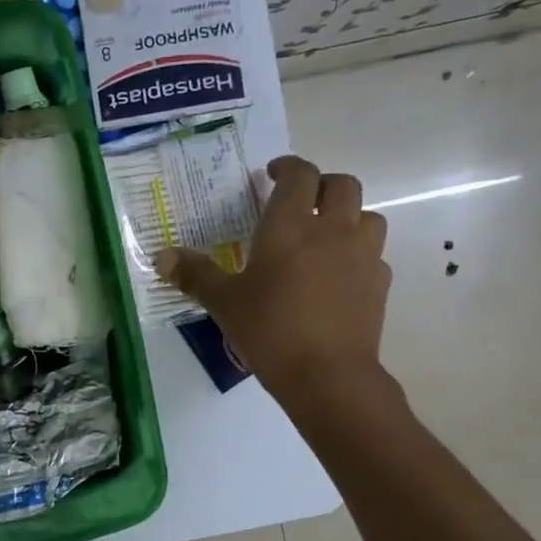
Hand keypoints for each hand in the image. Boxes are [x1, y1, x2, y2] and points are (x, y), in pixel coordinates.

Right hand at [155, 155, 391, 406]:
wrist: (326, 374)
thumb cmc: (269, 330)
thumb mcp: (224, 302)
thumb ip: (195, 275)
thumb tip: (161, 257)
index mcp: (289, 226)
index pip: (298, 175)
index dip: (287, 167)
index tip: (272, 174)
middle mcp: (332, 229)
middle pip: (342, 185)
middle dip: (322, 185)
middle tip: (301, 202)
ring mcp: (362, 255)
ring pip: (367, 216)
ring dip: (348, 217)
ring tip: (326, 237)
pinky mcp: (379, 284)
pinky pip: (374, 255)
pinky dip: (358, 256)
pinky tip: (340, 277)